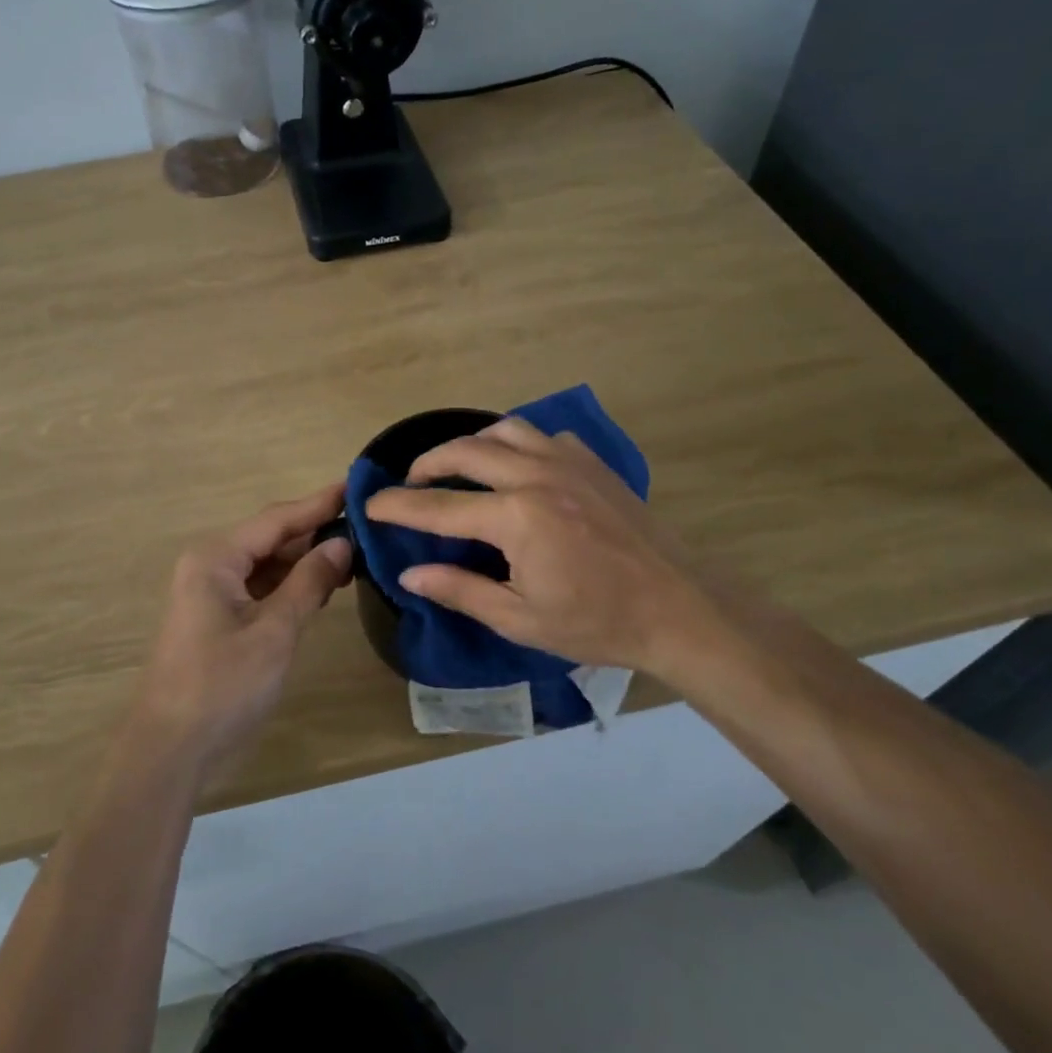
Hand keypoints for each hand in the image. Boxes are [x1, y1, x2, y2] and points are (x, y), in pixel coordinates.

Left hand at [130, 483, 352, 773]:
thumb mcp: (274, 631)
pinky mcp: (218, 617)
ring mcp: (212, 591)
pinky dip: (290, 585)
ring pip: (267, 563)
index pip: (277, 519)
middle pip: (271, 537)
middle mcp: (210, 564)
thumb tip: (341, 543)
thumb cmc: (223, 685)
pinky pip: (260, 587)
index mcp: (216, 557)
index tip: (356, 486)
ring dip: (305, 560)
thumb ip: (309, 582)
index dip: (319, 503)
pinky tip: (323, 586)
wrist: (171, 749)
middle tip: (365, 524)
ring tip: (354, 553)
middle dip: (315, 532)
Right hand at [364, 419, 739, 679]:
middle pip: (466, 451)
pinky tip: (519, 469)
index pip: (439, 506)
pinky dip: (519, 444)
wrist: (680, 609)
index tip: (370, 504)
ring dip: (473, 444)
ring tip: (460, 468)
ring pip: (506, 429)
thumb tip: (410, 573)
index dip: (398, 505)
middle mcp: (537, 476)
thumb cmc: (598, 623)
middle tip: (411, 483)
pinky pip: (545, 437)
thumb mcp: (521, 618)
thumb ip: (461, 589)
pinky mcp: (594, 464)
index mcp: (517, 517)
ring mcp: (569, 463)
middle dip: (428, 463)